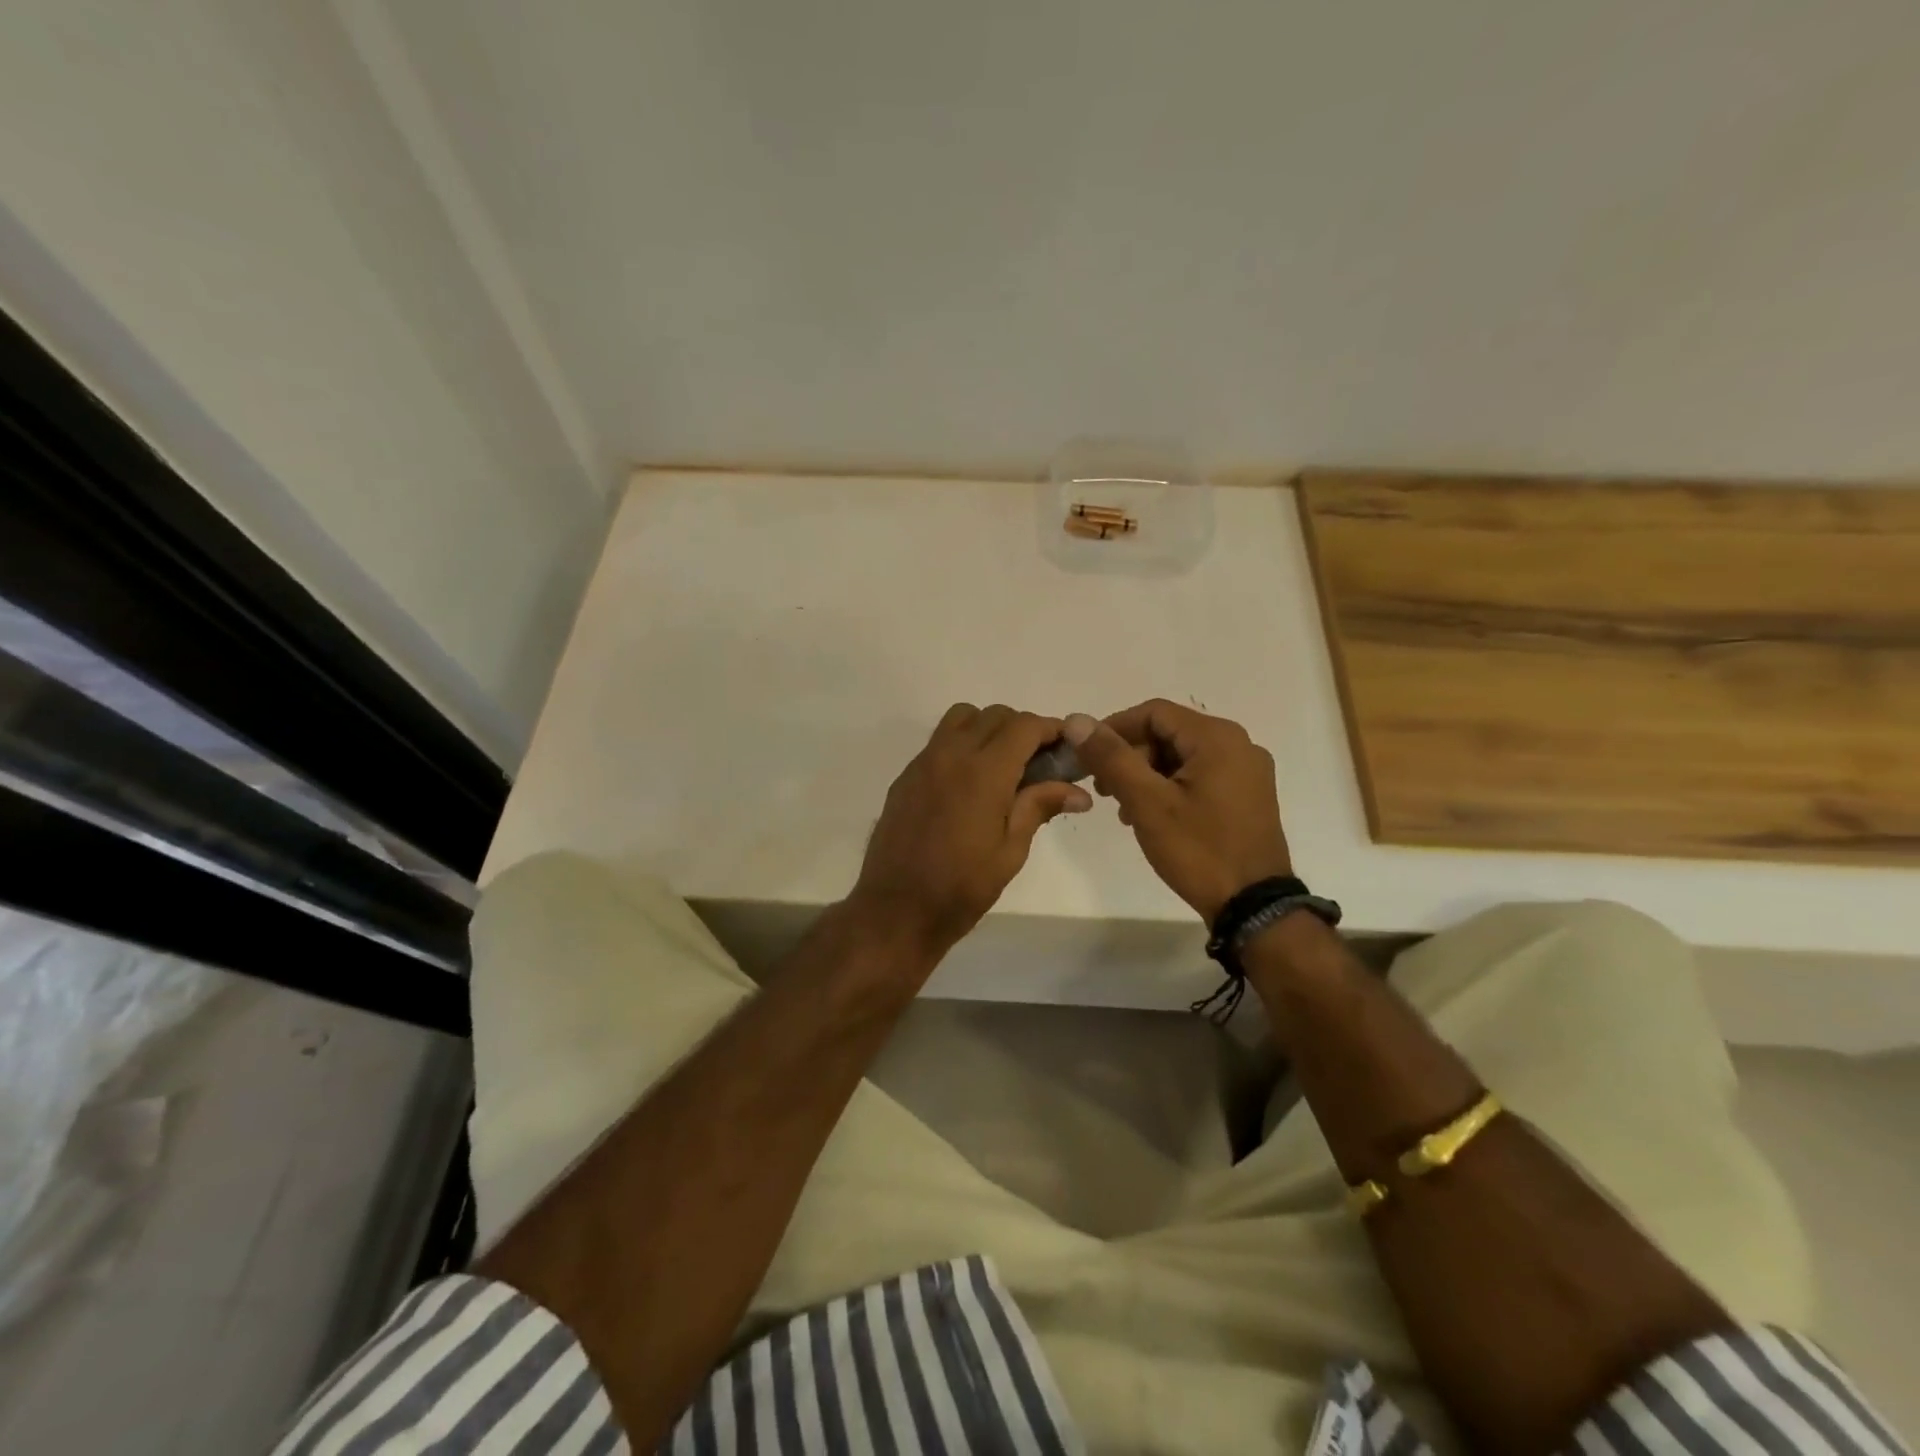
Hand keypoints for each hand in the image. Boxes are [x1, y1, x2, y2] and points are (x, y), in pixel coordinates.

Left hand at [850, 705, 1091, 954]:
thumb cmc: (961, 887)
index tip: (1067, 748)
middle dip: (1023, 729)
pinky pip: (939, 741)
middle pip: (995, 715)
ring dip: (989, 728)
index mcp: (984, 772)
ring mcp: (924, 762)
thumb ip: (1039, 807)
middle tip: (1039, 763)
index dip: (1051, 730)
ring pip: (962, 718)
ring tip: (1002, 766)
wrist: (896, 909)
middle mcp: (951, 754)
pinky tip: (969, 783)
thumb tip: (1079, 792)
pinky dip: (962, 745)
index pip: (1024, 726)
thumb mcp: (1010, 851)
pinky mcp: (906, 776)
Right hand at [1064, 700, 1291, 922]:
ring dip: (1146, 773)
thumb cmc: (1198, 850)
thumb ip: (1112, 757)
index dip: (1114, 728)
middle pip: (1169, 732)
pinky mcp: (1248, 796)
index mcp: (1217, 738)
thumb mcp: (1147, 802)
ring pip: (1182, 756)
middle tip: (1102, 788)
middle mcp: (1239, 744)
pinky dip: (1170, 786)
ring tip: (1122, 807)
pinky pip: (1200, 775)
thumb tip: (1077, 720)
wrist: (1253, 907)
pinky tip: (1151, 815)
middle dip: (1130, 755)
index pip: (1154, 712)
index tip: (1087, 757)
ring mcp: (1247, 772)